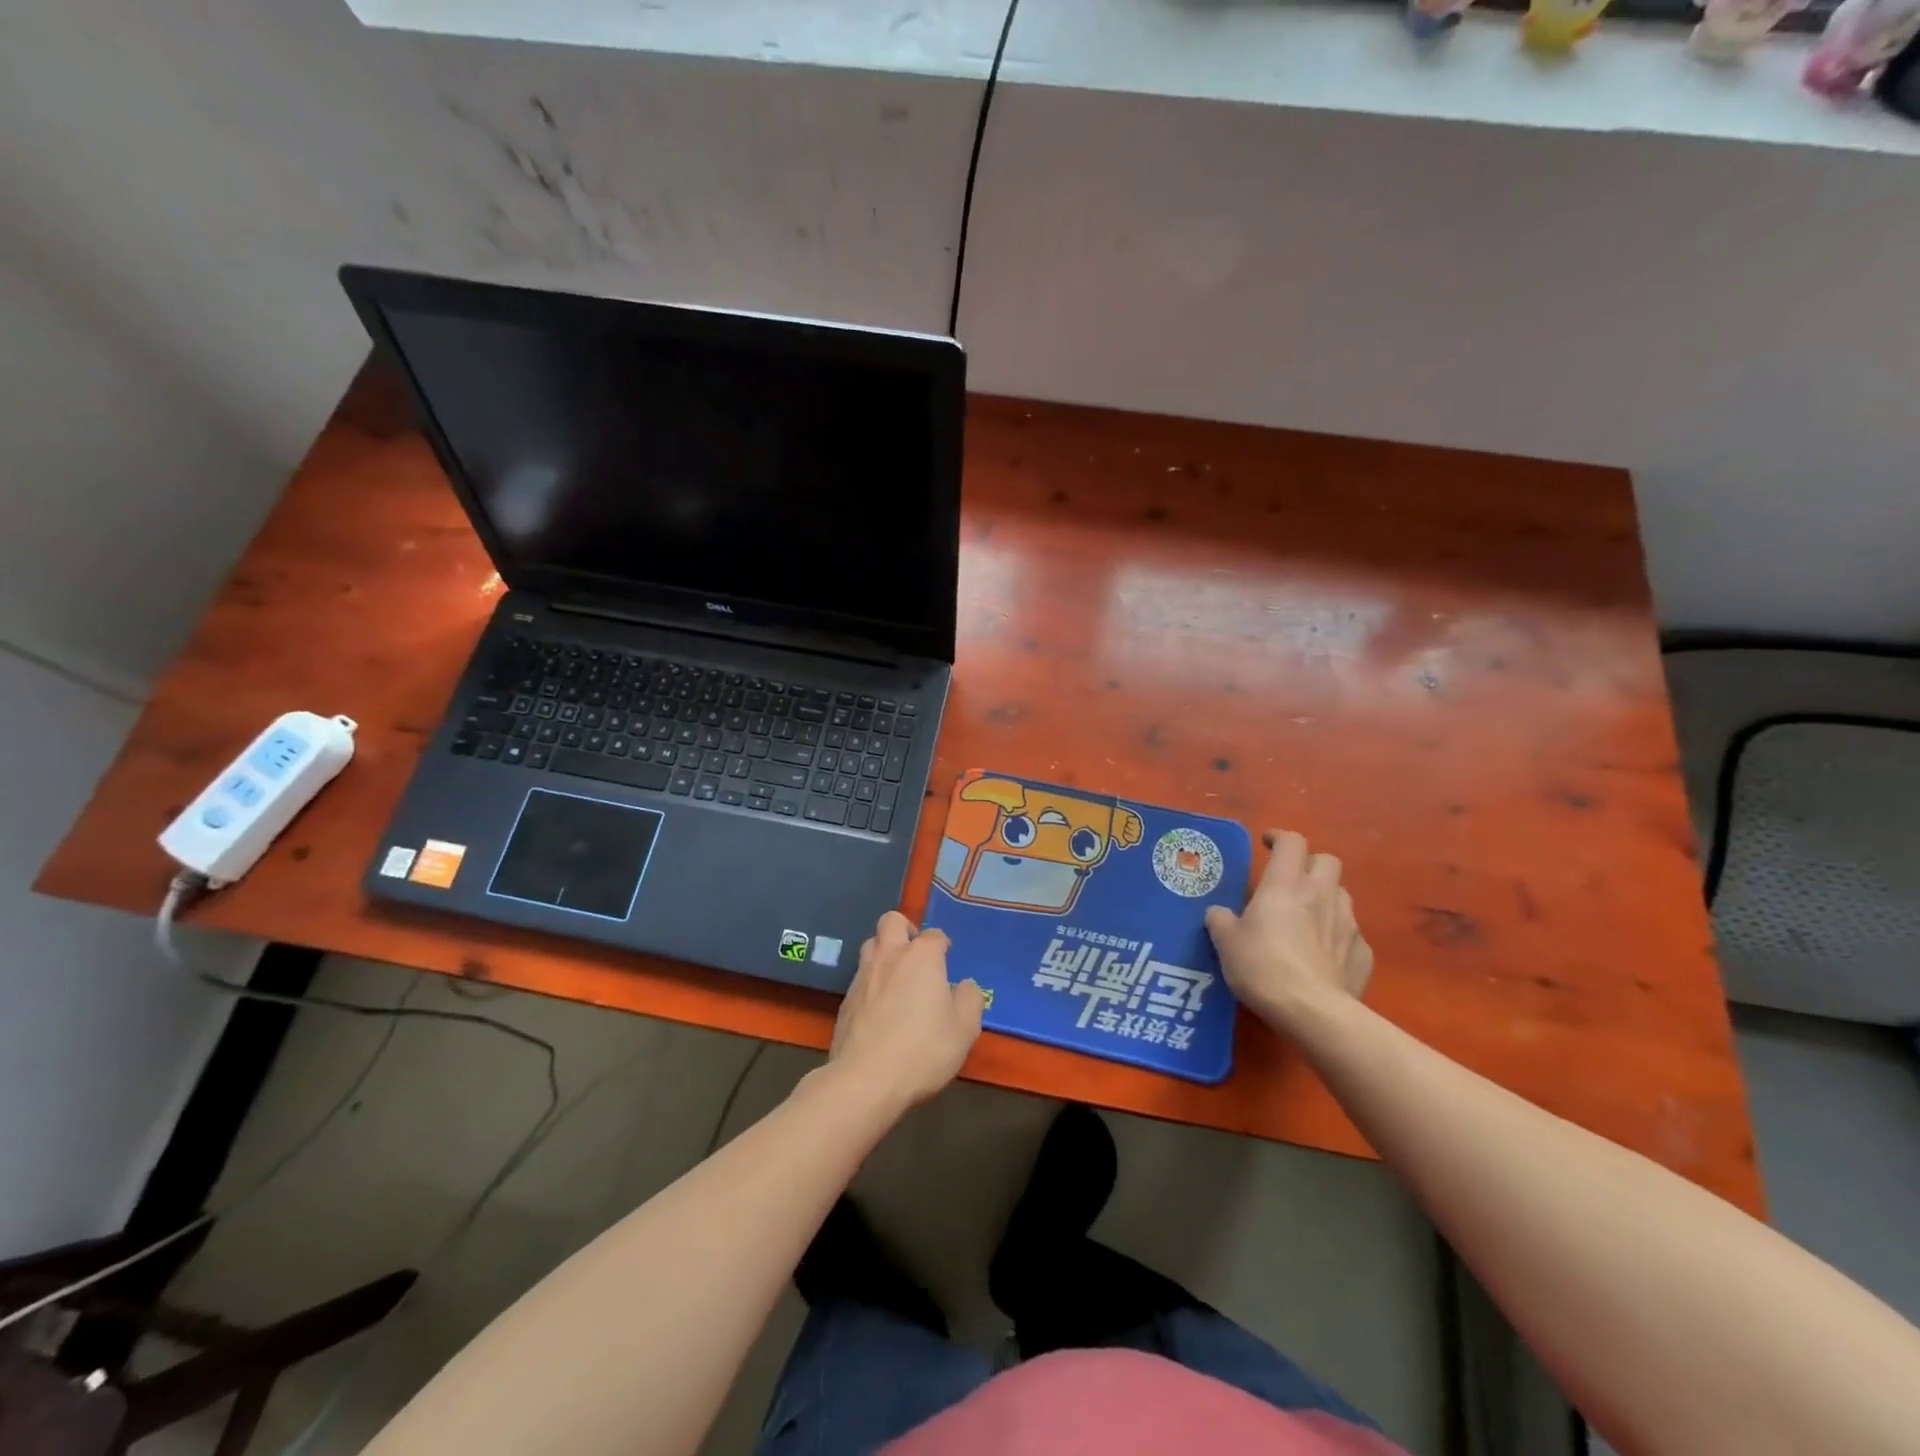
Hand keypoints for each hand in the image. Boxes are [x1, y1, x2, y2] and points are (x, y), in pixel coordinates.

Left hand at [828, 912, 985, 1109]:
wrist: (866, 1079)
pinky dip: (871, 982)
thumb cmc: (923, 1049)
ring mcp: (862, 975)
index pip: (935, 935)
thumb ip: (970, 999)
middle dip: (904, 929)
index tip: (948, 961)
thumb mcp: (964, 1029)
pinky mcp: (845, 999)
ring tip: (897, 977)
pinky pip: (860, 977)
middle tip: (916, 954)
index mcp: (921, 956)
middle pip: (891, 921)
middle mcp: (889, 955)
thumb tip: (965, 985)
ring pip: (870, 945)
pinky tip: (879, 1007)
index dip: (943, 946)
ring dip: (884, 952)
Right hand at [1205, 830, 1373, 1029]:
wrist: (1312, 1012)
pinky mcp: (1363, 954)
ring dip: (1326, 899)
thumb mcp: (1226, 942)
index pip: (1291, 842)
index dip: (1279, 837)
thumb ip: (1221, 921)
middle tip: (1291, 881)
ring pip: (1342, 895)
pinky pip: (1352, 935)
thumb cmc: (1262, 966)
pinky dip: (1337, 937)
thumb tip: (1220, 914)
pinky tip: (1323, 956)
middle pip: (1328, 861)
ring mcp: (1348, 924)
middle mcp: (1321, 895)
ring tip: (1307, 919)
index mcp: (1285, 884)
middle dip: (1310, 865)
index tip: (1266, 844)